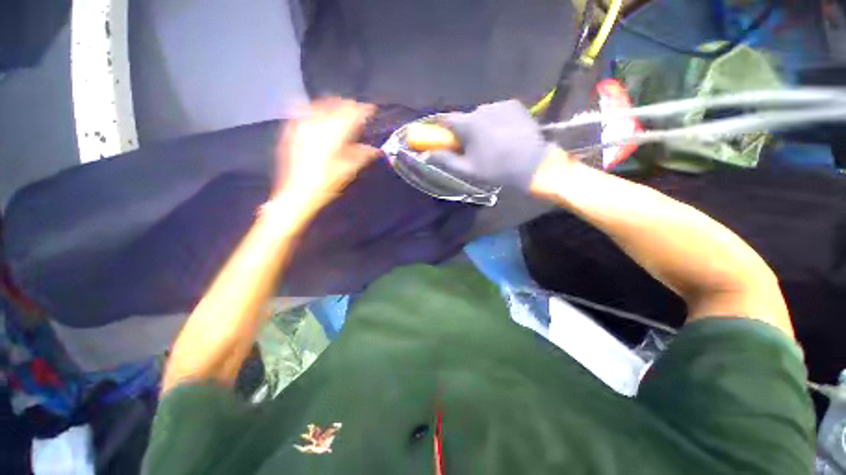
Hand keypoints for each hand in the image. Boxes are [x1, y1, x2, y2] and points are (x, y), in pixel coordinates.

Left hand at [274, 98, 378, 209]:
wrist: (297, 194)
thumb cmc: (326, 185)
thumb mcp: (347, 171)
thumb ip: (362, 156)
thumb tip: (376, 150)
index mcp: (333, 136)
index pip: (351, 115)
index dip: (362, 110)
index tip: (370, 109)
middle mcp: (317, 126)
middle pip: (335, 107)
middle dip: (348, 106)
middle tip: (357, 109)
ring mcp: (301, 127)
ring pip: (319, 107)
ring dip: (332, 105)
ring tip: (340, 107)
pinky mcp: (291, 132)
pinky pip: (303, 113)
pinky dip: (313, 110)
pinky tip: (315, 111)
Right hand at [428, 100, 551, 192]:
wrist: (532, 164)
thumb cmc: (496, 169)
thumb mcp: (468, 170)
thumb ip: (445, 160)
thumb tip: (426, 154)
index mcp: (468, 124)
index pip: (445, 119)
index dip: (440, 127)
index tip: (439, 135)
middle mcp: (482, 108)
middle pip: (465, 118)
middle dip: (464, 130)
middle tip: (470, 147)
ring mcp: (499, 104)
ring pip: (481, 114)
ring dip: (480, 125)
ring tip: (490, 142)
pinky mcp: (514, 104)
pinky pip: (496, 111)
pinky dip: (495, 120)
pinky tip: (503, 133)